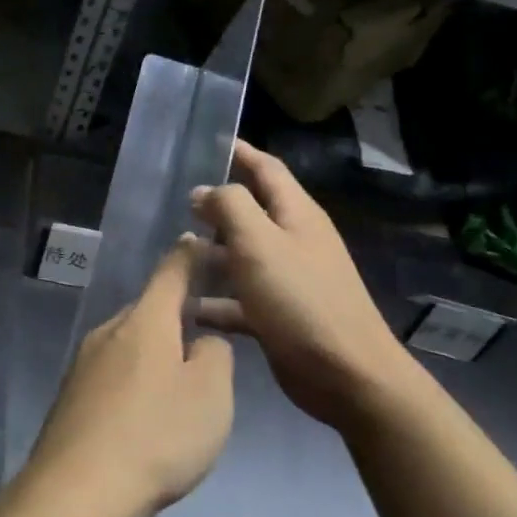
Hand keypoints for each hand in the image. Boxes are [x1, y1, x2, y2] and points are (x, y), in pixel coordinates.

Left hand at [21, 238, 233, 516]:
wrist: (77, 490)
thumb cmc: (156, 436)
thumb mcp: (210, 396)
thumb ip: (214, 356)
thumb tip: (200, 342)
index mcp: (146, 321)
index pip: (171, 272)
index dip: (189, 256)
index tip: (198, 241)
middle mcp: (109, 330)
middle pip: (148, 310)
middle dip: (174, 316)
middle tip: (203, 338)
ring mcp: (83, 362)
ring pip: (129, 343)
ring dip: (154, 354)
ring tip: (177, 387)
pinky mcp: (71, 395)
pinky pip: (112, 373)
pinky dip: (133, 381)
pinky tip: (143, 416)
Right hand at [191, 140, 414, 426]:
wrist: (345, 374)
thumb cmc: (300, 299)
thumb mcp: (259, 242)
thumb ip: (230, 206)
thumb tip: (204, 190)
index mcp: (296, 215)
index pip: (267, 169)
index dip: (240, 152)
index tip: (209, 142)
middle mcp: (294, 241)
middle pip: (251, 213)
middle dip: (216, 206)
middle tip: (175, 203)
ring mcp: (288, 280)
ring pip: (241, 256)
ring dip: (210, 253)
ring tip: (171, 254)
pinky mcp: (278, 316)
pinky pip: (239, 299)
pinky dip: (215, 301)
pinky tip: (186, 307)